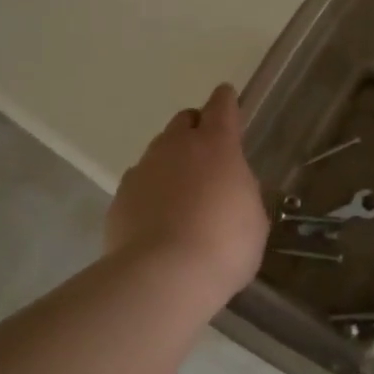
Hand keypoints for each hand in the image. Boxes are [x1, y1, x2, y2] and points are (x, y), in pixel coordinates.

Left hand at [107, 84, 269, 301]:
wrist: (164, 276)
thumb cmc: (225, 245)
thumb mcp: (253, 218)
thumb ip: (240, 191)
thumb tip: (227, 187)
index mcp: (216, 145)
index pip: (221, 106)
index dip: (226, 101)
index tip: (227, 97)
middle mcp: (176, 147)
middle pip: (184, 121)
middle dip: (195, 128)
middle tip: (206, 153)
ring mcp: (143, 169)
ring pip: (158, 151)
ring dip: (171, 162)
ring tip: (182, 193)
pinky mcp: (120, 196)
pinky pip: (139, 183)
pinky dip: (150, 192)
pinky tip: (158, 218)